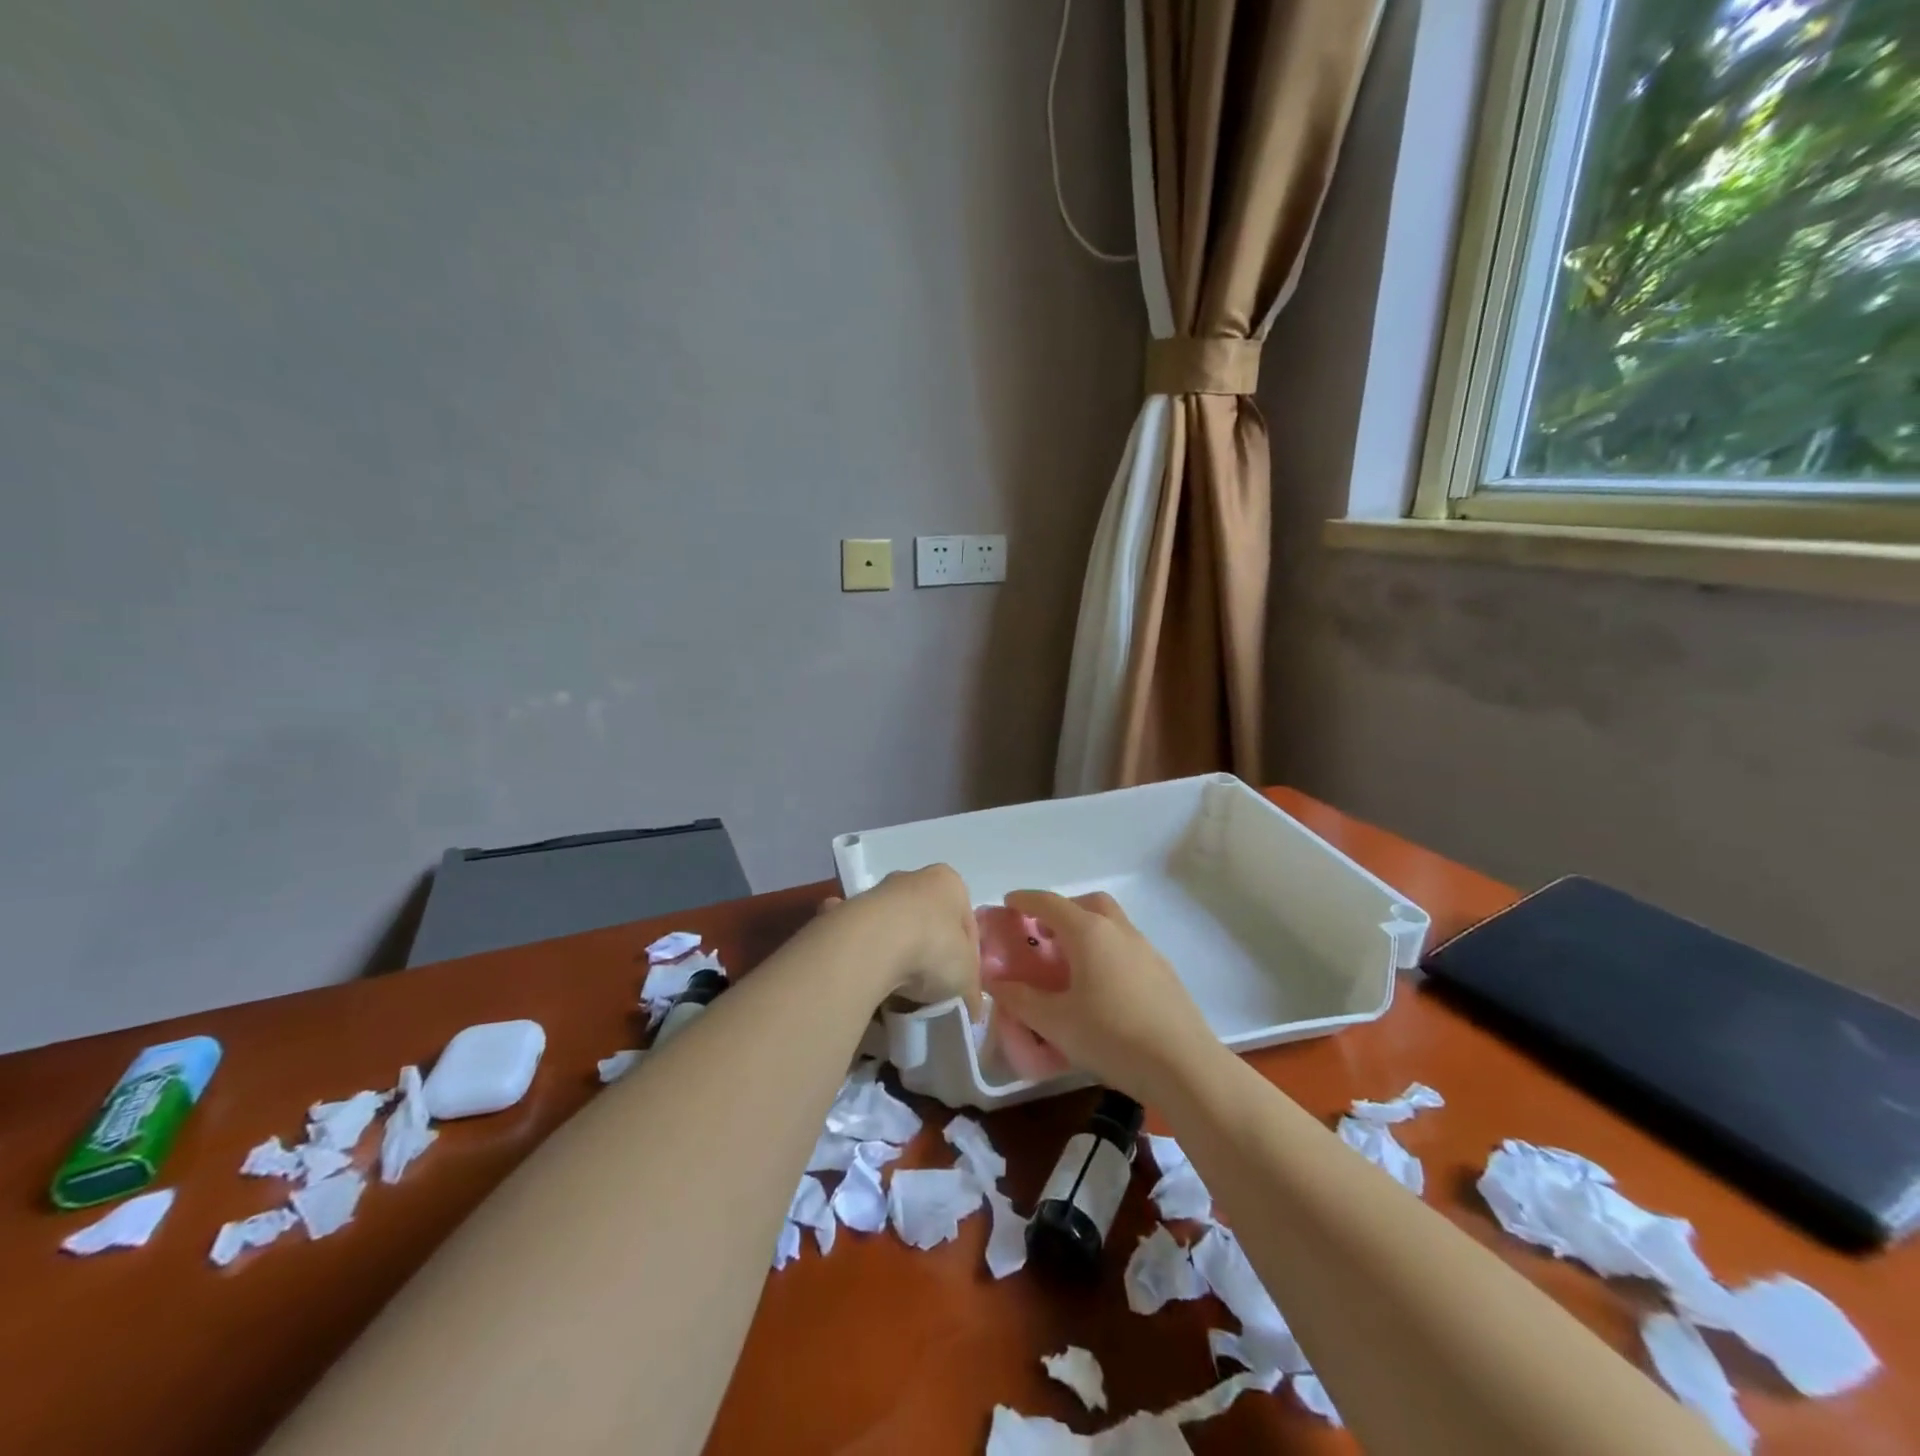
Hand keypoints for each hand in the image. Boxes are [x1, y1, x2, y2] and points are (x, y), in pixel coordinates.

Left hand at [824, 865, 981, 1016]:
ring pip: (893, 930)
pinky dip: (862, 956)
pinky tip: (866, 979)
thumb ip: (971, 991)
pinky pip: (860, 939)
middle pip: (928, 923)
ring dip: (896, 955)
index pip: (966, 925)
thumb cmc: (932, 949)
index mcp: (949, 884)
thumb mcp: (967, 978)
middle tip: (930, 991)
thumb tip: (971, 1008)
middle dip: (929, 954)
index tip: (963, 990)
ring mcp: (875, 893)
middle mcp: (912, 879)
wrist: (870, 946)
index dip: (968, 961)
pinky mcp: (844, 912)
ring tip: (898, 994)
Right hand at [990, 890, 1216, 1103]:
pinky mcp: (1163, 971)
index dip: (1025, 900)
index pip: (1049, 903)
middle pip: (1087, 903)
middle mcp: (1118, 930)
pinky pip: (1126, 946)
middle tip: (1044, 934)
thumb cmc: (1112, 1036)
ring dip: (1087, 930)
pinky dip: (1107, 951)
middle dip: (1062, 910)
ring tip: (1070, 964)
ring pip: (1111, 923)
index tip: (1008, 903)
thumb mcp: (1055, 1022)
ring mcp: (1146, 949)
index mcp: (1089, 932)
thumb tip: (994, 982)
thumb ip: (1020, 999)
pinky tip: (1102, 988)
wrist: (1184, 1066)